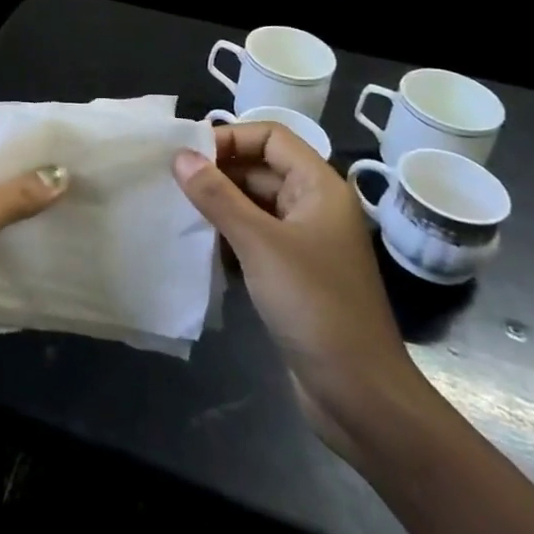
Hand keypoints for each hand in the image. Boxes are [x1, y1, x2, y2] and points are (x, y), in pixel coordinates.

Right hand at [173, 125, 426, 461]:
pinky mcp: (293, 274)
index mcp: (320, 188)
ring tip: (178, 210)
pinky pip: (254, 237)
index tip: (188, 156)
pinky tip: (199, 247)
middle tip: (172, 182)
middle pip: (261, 168)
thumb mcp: (260, 244)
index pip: (271, 137)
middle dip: (218, 171)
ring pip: (254, 204)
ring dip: (219, 204)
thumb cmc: (315, 306)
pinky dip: (227, 235)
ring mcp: (305, 243)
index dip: (231, 138)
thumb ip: (217, 196)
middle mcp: (314, 207)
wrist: (361, 397)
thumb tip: (180, 156)